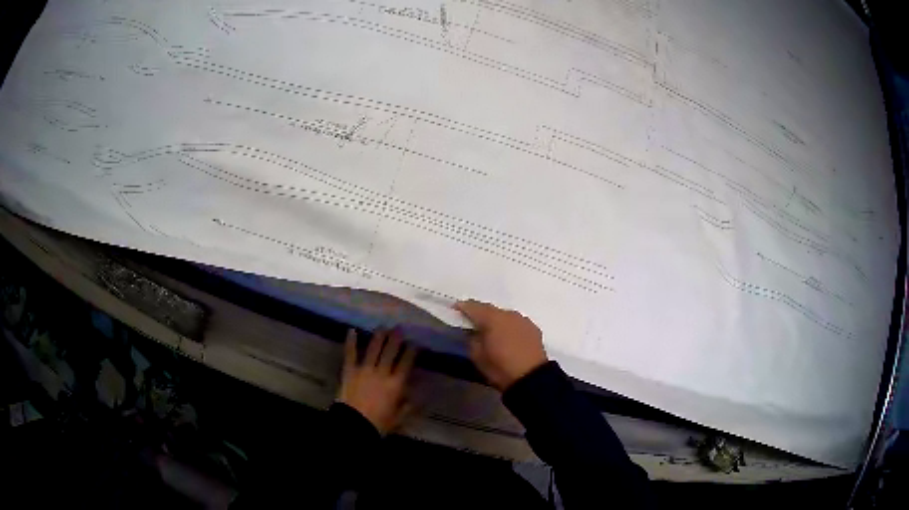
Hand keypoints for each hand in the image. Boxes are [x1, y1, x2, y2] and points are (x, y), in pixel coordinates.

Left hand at [339, 328, 416, 434]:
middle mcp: (382, 372)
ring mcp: (364, 370)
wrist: (354, 425)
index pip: (406, 363)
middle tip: (399, 328)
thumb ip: (410, 405)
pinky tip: (352, 330)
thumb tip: (420, 395)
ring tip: (383, 327)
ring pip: (373, 349)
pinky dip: (351, 342)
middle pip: (390, 351)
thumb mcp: (399, 417)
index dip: (411, 352)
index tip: (415, 343)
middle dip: (396, 338)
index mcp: (396, 384)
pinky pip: (350, 354)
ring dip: (379, 337)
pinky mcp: (349, 371)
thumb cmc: (379, 424)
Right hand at [455, 300, 547, 390]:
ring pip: (505, 316)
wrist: (530, 378)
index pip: (474, 307)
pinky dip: (509, 327)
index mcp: (492, 319)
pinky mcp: (533, 328)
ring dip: (497, 321)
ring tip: (491, 331)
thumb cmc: (499, 367)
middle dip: (481, 314)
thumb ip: (472, 339)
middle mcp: (508, 314)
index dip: (463, 307)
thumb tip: (473, 331)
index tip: (456, 309)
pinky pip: (516, 323)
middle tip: (473, 322)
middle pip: (491, 310)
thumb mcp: (477, 356)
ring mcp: (523, 320)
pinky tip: (507, 337)